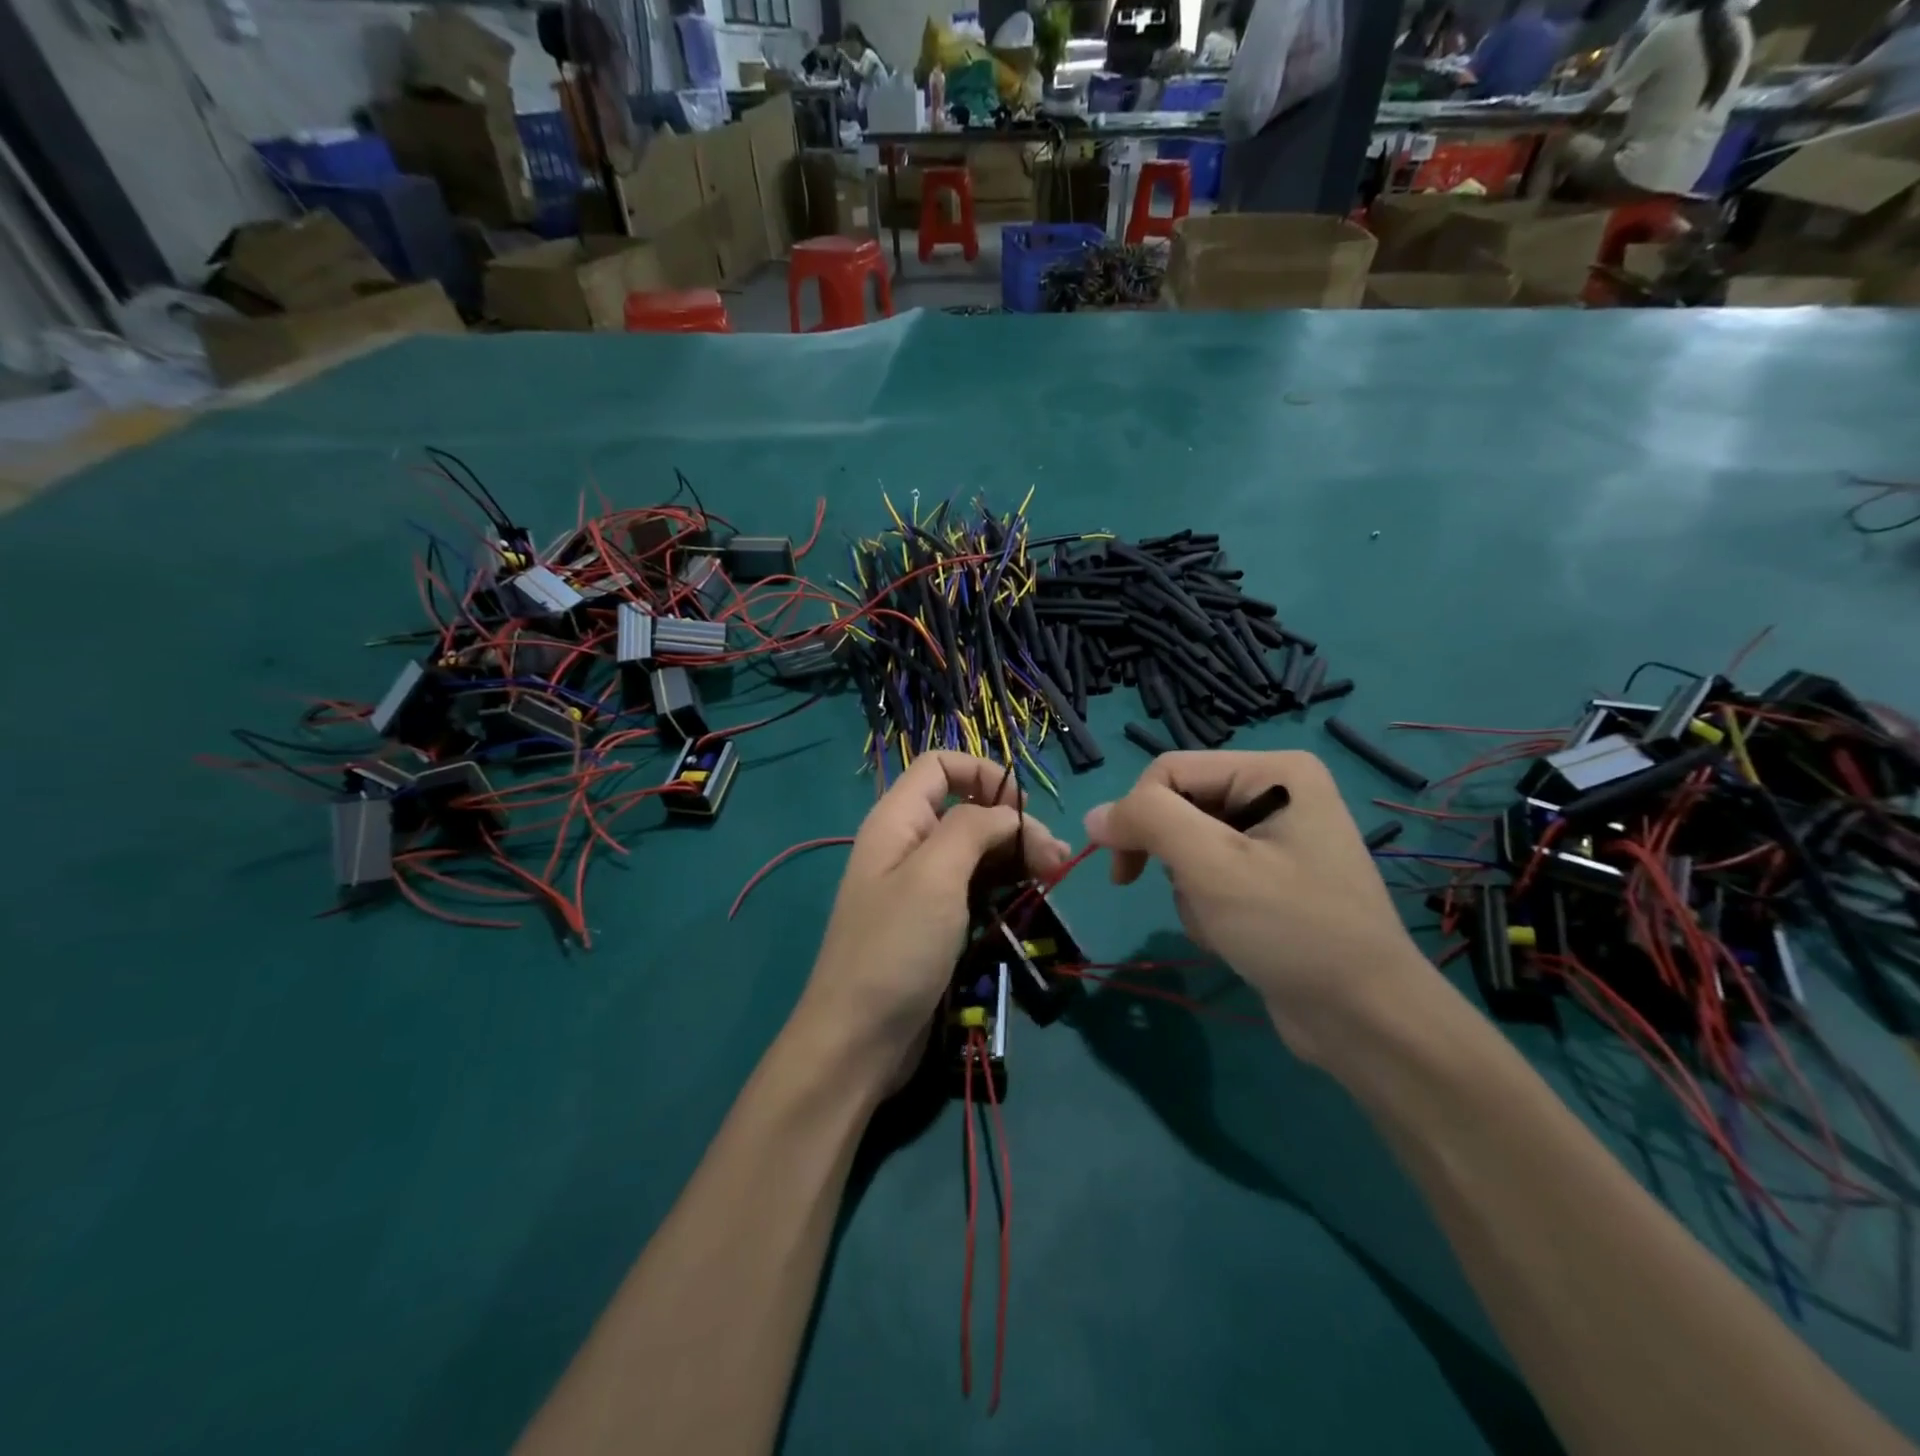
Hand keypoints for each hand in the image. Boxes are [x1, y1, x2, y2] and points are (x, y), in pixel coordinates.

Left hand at [797, 752, 1071, 1088]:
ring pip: (974, 850)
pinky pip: (972, 887)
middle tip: (1055, 859)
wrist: (857, 1041)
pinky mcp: (932, 923)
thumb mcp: (934, 876)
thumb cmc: (895, 948)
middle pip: (966, 809)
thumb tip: (1008, 814)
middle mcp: (906, 845)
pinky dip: (1003, 886)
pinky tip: (1029, 898)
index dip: (983, 773)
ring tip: (1054, 877)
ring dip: (1015, 856)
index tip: (1022, 808)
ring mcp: (919, 887)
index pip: (940, 765)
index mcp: (896, 820)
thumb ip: (972, 828)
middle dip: (1012, 823)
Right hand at [1084, 751, 1426, 1064]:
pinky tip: (1233, 936)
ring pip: (1188, 846)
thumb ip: (1148, 822)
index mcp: (1275, 771)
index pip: (1169, 771)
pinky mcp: (1270, 878)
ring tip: (1224, 924)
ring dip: (1189, 890)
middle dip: (1174, 860)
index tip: (1123, 873)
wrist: (1365, 1019)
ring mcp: (1275, 837)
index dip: (1136, 816)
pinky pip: (1210, 875)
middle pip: (1179, 808)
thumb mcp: (1212, 866)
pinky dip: (1206, 906)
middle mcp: (1277, 792)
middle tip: (1190, 900)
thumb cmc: (1291, 929)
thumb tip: (1094, 814)